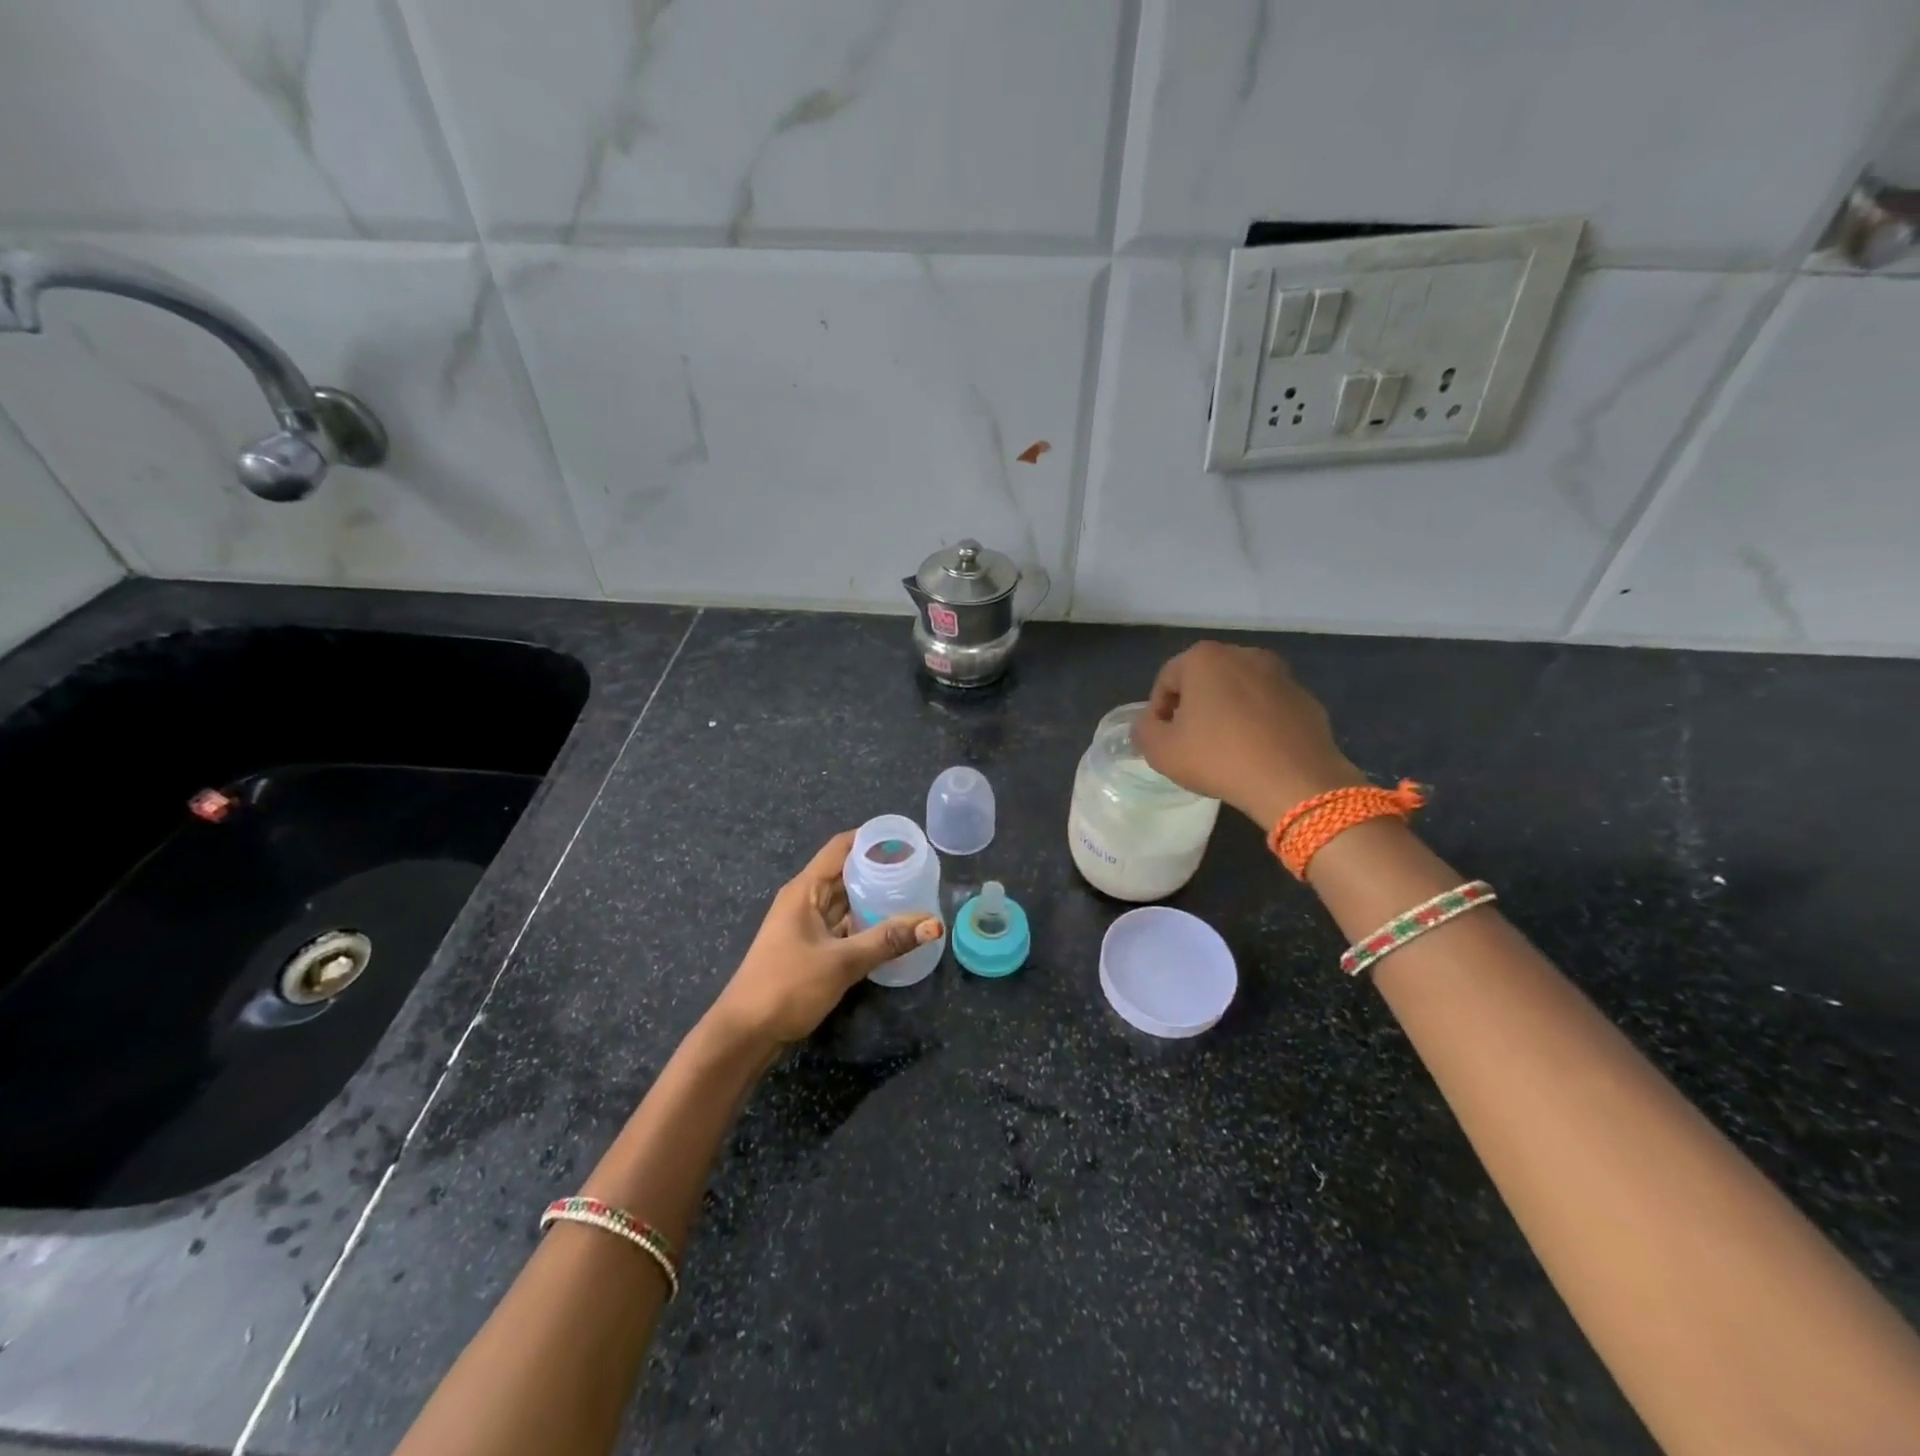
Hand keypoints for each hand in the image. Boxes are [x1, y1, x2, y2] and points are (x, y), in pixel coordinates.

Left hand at [706, 830, 943, 1050]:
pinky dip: (864, 923)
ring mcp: (805, 925)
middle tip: (919, 869)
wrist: (744, 1034)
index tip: (906, 840)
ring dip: (873, 898)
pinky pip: (842, 925)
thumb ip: (888, 940)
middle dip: (879, 869)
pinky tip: (891, 929)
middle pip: (845, 873)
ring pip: (845, 901)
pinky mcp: (809, 948)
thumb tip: (934, 924)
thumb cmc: (787, 987)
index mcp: (805, 890)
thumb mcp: (842, 962)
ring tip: (913, 894)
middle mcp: (804, 900)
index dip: (872, 839)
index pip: (841, 848)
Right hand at [1132, 642, 1363, 829]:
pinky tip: (1255, 753)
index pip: (1166, 680)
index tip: (1160, 739)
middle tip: (1188, 742)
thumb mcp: (1161, 751)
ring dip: (1226, 712)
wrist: (1295, 781)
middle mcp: (1244, 654)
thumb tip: (1150, 724)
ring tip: (1222, 748)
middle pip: (1204, 680)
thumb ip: (1144, 730)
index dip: (1157, 711)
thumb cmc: (1218, 758)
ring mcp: (1280, 675)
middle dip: (1193, 706)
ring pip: (1239, 691)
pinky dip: (1257, 722)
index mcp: (1205, 658)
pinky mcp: (1306, 699)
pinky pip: (1268, 707)